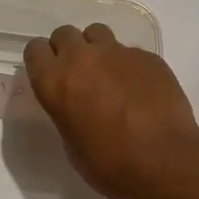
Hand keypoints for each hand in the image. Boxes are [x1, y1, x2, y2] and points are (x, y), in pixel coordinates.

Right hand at [24, 23, 198, 198]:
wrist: (164, 162)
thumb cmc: (109, 164)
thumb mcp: (71, 142)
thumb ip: (66, 110)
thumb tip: (75, 103)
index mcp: (55, 81)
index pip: (35, 49)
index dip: (42, 61)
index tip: (50, 75)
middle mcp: (82, 58)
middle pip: (65, 34)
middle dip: (68, 50)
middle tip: (80, 75)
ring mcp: (118, 52)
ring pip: (97, 34)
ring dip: (97, 50)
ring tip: (110, 76)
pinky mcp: (147, 56)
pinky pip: (130, 52)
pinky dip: (129, 66)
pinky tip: (140, 90)